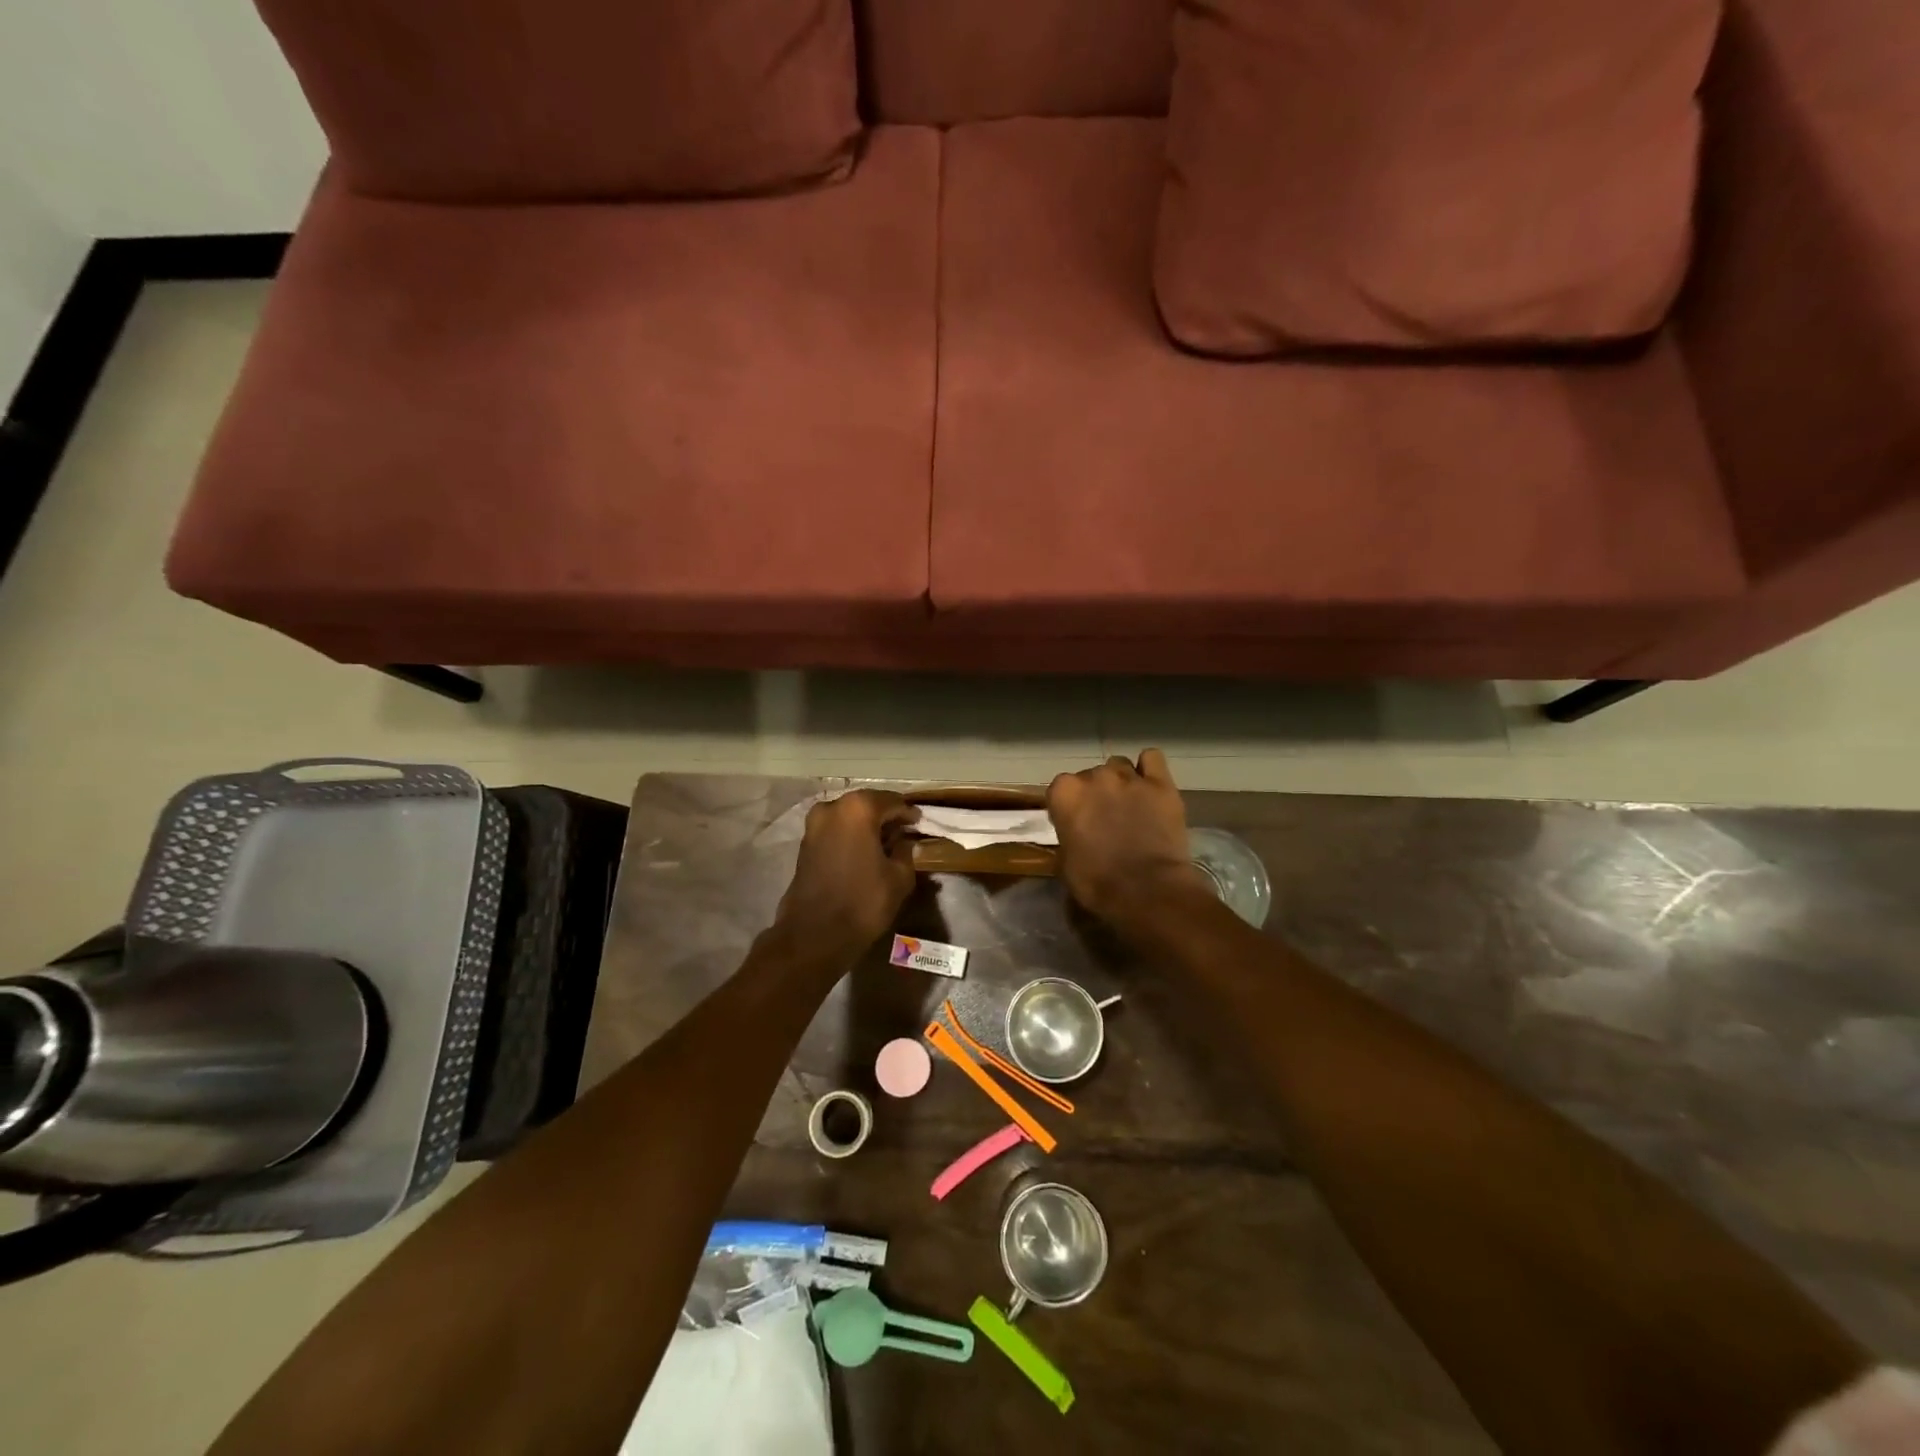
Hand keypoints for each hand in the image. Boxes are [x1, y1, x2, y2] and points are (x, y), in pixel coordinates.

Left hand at [773, 790, 919, 960]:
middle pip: (867, 804)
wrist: (814, 934)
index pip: (892, 802)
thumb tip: (905, 842)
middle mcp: (833, 807)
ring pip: (849, 817)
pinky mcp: (804, 843)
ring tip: (886, 843)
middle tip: (904, 831)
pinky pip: (835, 830)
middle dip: (886, 816)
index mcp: (859, 809)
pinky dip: (851, 835)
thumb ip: (906, 852)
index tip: (920, 822)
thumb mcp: (899, 878)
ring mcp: (814, 824)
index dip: (909, 813)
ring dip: (867, 826)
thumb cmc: (863, 902)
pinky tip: (865, 851)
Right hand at [1048, 750, 1208, 921]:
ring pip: (1120, 765)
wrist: (1147, 890)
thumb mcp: (1065, 864)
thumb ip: (1067, 837)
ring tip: (1130, 805)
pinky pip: (1151, 758)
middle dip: (1096, 793)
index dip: (1069, 806)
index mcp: (1065, 794)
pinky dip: (1149, 768)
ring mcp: (1129, 777)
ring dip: (1121, 782)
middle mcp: (1095, 777)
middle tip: (1105, 818)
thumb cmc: (1097, 883)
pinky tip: (1150, 786)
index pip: (1060, 788)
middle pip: (1091, 775)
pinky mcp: (1161, 783)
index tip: (1076, 823)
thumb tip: (1076, 836)